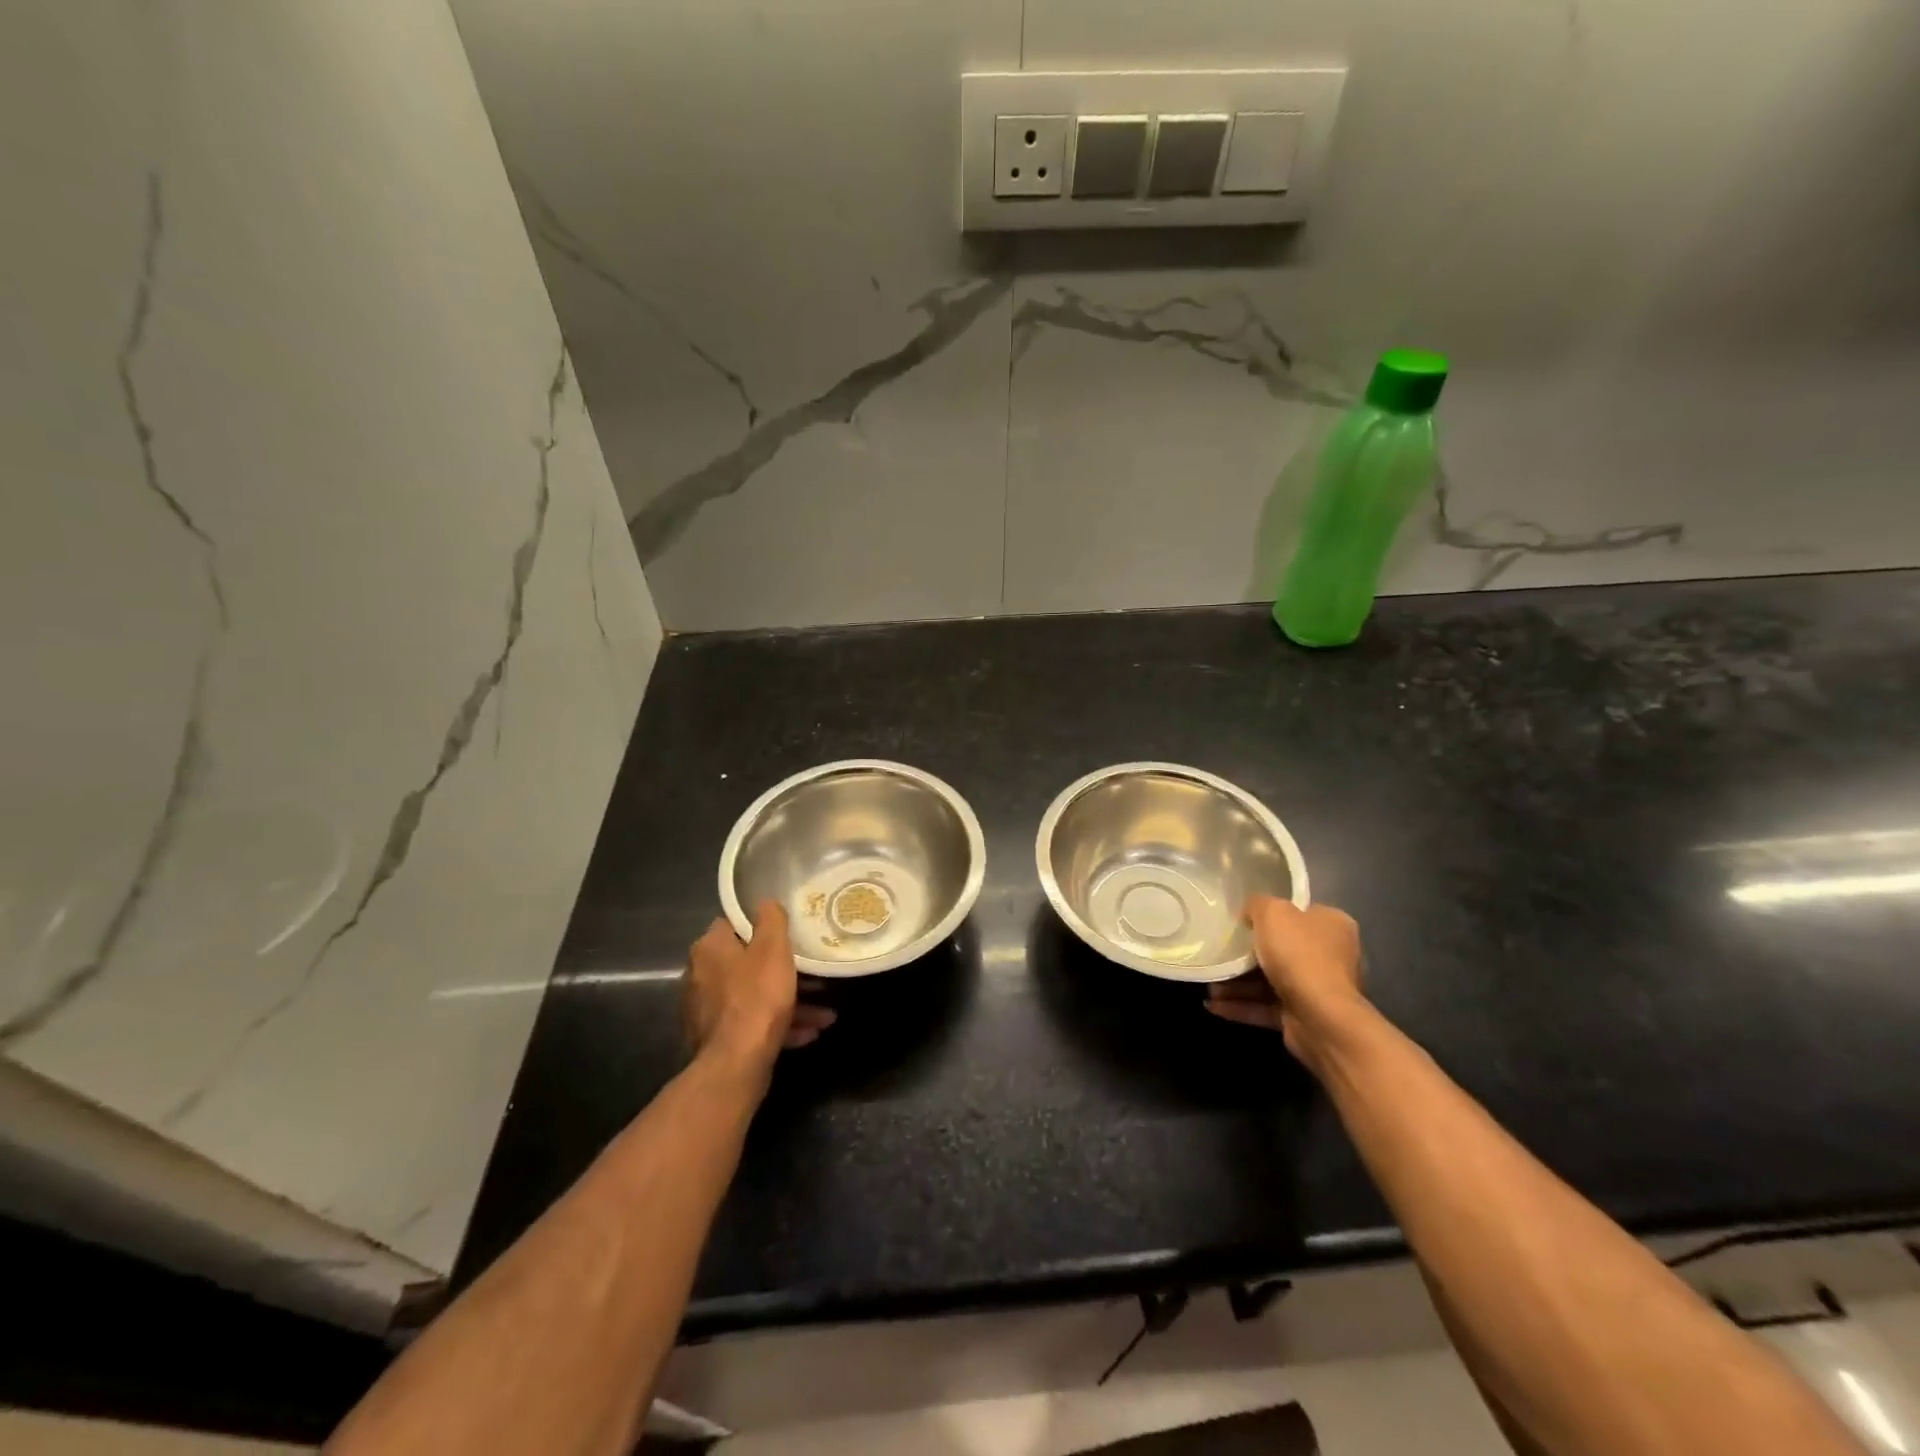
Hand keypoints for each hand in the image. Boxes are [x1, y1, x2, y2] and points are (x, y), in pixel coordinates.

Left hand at [684, 902, 835, 1073]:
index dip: (760, 927)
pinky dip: (778, 1026)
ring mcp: (706, 1011)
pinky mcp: (716, 1039)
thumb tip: (766, 903)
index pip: (732, 924)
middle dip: (783, 971)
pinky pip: (752, 1023)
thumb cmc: (757, 997)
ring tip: (823, 1014)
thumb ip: (771, 919)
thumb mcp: (773, 948)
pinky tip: (807, 1034)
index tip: (786, 933)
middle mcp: (700, 976)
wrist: (736, 1063)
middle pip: (746, 963)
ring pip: (754, 997)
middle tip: (813, 976)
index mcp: (709, 948)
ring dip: (788, 1003)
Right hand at [1206, 896, 1364, 1068]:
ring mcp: (1317, 990)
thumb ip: (1258, 904)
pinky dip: (1240, 1006)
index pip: (1299, 913)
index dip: (1270, 914)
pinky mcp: (1302, 1017)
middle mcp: (1330, 956)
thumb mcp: (1273, 912)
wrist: (1320, 1018)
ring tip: (1209, 983)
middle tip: (1219, 951)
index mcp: (1332, 925)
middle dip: (1246, 954)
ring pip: (1269, 981)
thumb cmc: (1299, 954)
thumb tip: (1250, 912)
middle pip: (1281, 949)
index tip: (1241, 919)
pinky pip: (1265, 1007)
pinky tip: (1213, 1004)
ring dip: (1237, 983)